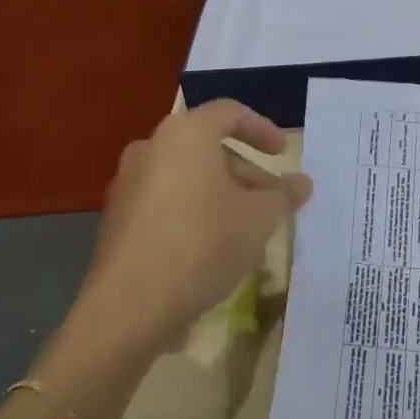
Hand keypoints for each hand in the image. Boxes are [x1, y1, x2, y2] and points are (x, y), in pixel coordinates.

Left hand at [75, 100, 312, 353]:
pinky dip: (193, 216)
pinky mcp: (117, 221)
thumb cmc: (203, 242)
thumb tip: (302, 183)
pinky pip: (165, 205)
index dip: (262, 129)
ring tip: (249, 233)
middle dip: (245, 173)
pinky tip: (214, 253)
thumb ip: (283, 195)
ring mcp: (128, 185)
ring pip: (186, 180)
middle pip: (206, 149)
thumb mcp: (258, 218)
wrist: (130, 305)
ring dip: (221, 198)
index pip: (229, 113)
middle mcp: (151, 148)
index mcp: (185, 133)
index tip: (283, 153)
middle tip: (272, 202)